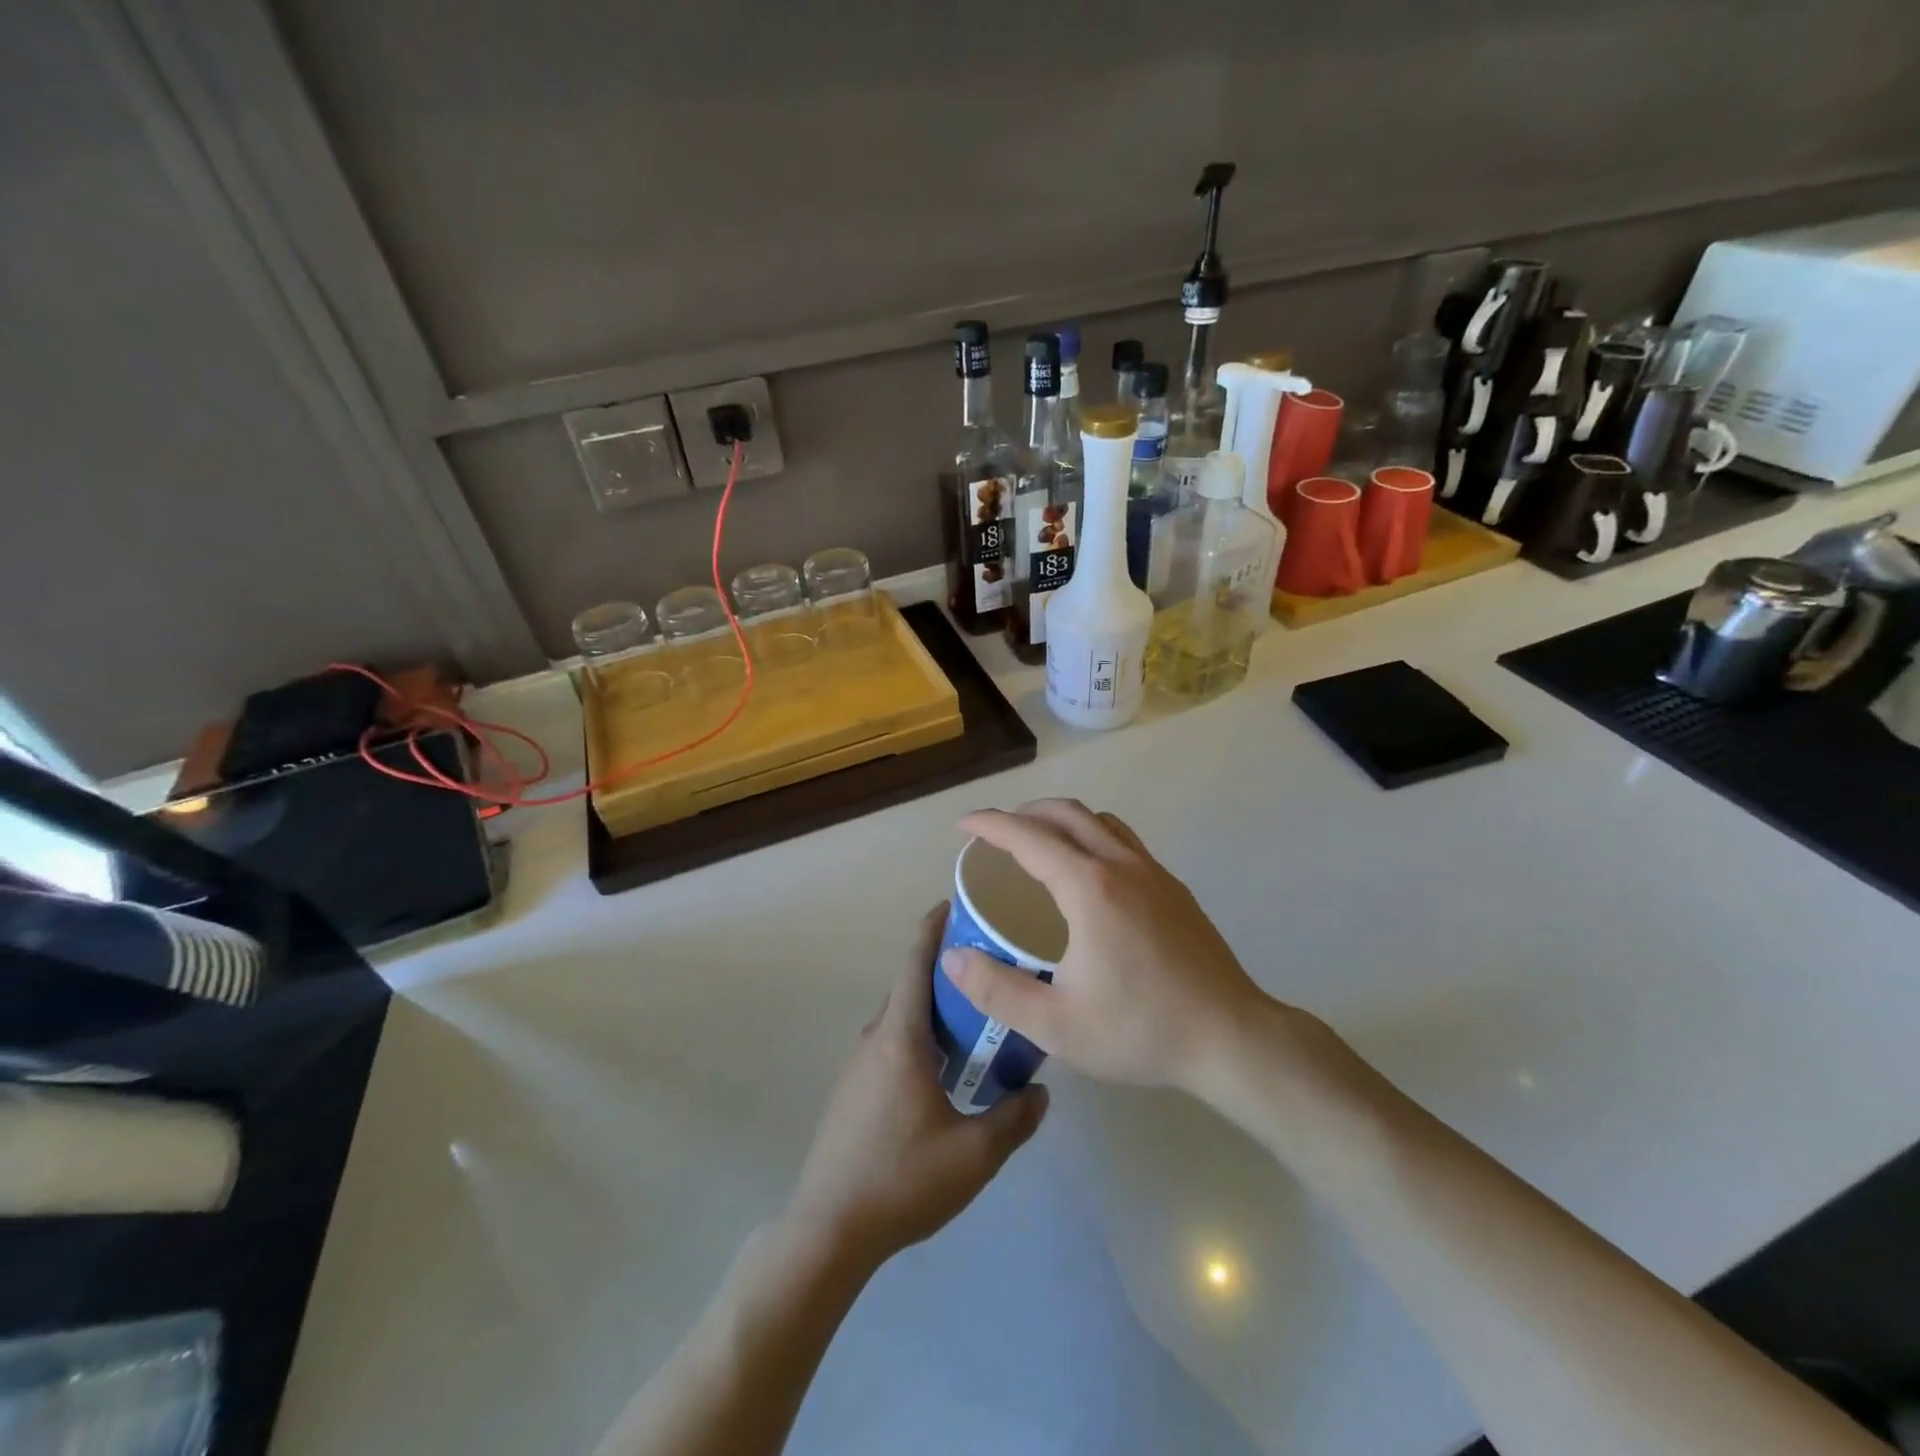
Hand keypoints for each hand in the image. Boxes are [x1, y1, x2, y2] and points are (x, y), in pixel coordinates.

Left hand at [787, 906, 1047, 1268]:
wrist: (829, 1229)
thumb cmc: (902, 1179)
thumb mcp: (975, 1154)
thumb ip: (1015, 1117)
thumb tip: (1042, 1091)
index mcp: (900, 1037)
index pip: (915, 963)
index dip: (933, 928)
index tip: (955, 904)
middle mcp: (875, 1039)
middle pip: (911, 988)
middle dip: (947, 972)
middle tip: (990, 970)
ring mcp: (857, 1065)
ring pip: (902, 1020)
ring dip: (934, 1011)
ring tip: (976, 1020)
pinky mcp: (851, 1091)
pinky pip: (890, 1046)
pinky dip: (919, 1039)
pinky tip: (944, 1072)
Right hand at [940, 800, 1269, 1092]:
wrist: (1231, 1038)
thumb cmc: (1141, 1030)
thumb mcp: (1056, 1025)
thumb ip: (997, 990)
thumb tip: (953, 959)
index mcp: (1089, 888)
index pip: (1028, 837)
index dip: (990, 825)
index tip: (963, 826)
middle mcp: (1122, 865)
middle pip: (1067, 813)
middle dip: (1025, 812)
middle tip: (996, 834)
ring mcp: (1154, 873)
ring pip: (1100, 821)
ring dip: (1062, 820)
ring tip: (1039, 844)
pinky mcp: (1175, 888)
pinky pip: (1124, 841)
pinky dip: (1093, 836)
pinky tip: (1089, 876)